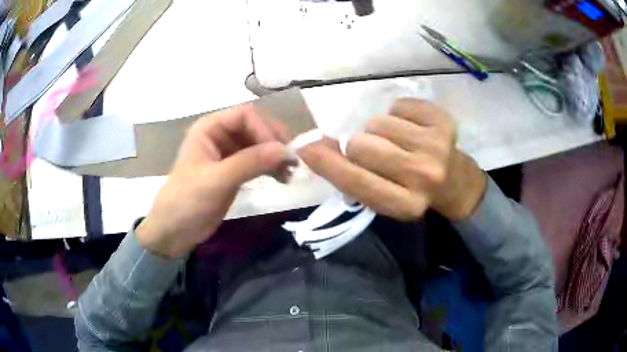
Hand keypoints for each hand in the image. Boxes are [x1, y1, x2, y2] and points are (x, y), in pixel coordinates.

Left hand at [136, 105, 294, 257]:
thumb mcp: (216, 181)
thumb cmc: (187, 201)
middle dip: (275, 142)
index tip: (281, 153)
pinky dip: (271, 167)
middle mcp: (220, 135)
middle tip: (293, 162)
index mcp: (209, 128)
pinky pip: (258, 162)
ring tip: (290, 173)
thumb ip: (249, 163)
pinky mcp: (234, 171)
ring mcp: (228, 153)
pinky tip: (282, 178)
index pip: (245, 116)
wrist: (174, 230)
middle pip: (255, 127)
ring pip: (259, 145)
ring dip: (276, 156)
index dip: (265, 130)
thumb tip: (286, 150)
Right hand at [298, 98, 486, 220]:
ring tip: (396, 141)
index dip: (326, 164)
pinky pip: (398, 105)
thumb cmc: (414, 191)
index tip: (305, 148)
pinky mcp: (444, 121)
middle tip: (373, 151)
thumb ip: (351, 175)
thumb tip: (315, 146)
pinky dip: (398, 114)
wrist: (456, 182)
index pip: (355, 181)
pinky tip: (411, 129)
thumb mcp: (383, 194)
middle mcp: (423, 176)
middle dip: (358, 146)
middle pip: (362, 145)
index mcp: (405, 204)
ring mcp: (437, 146)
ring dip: (379, 130)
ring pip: (378, 123)